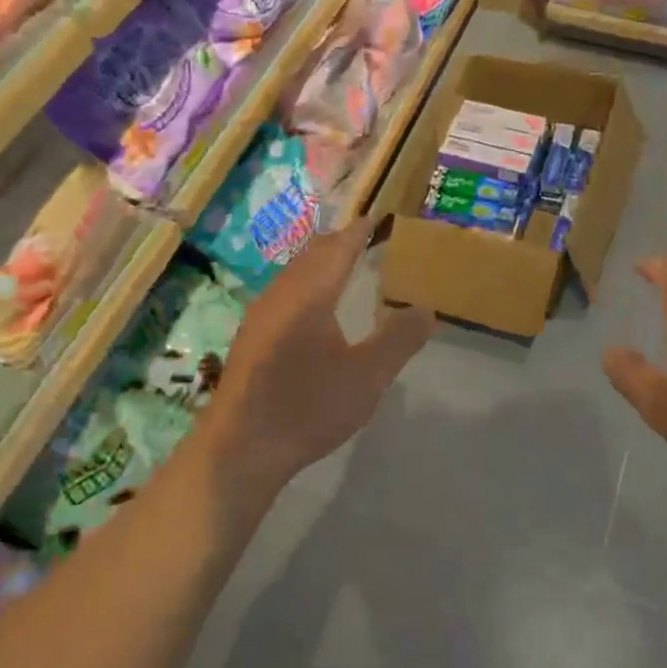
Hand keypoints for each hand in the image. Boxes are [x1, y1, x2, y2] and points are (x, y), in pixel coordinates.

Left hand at [203, 218, 433, 500]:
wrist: (241, 448)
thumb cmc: (308, 406)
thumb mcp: (368, 377)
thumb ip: (398, 339)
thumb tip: (424, 308)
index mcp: (310, 294)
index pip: (338, 248)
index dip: (359, 232)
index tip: (377, 219)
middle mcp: (280, 295)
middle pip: (312, 255)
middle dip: (339, 243)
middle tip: (365, 239)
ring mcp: (260, 317)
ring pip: (294, 274)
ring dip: (319, 264)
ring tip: (343, 268)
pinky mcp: (251, 339)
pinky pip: (284, 294)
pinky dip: (306, 285)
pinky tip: (312, 310)